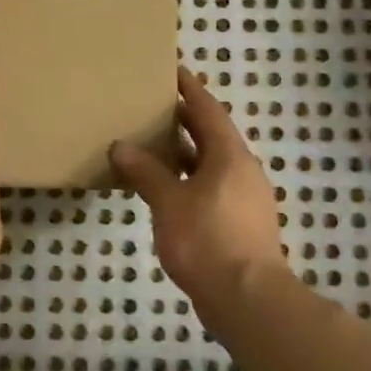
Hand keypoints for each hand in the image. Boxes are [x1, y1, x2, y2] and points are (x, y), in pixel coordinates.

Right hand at [111, 67, 287, 318]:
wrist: (248, 299)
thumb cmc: (207, 240)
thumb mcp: (169, 201)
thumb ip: (146, 172)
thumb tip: (122, 146)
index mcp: (229, 155)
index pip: (207, 110)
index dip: (189, 89)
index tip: (173, 70)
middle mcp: (242, 170)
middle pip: (211, 135)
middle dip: (183, 120)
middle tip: (152, 107)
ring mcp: (244, 198)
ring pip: (210, 164)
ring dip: (184, 153)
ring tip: (151, 146)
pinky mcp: (240, 223)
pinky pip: (210, 187)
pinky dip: (188, 180)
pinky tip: (164, 190)